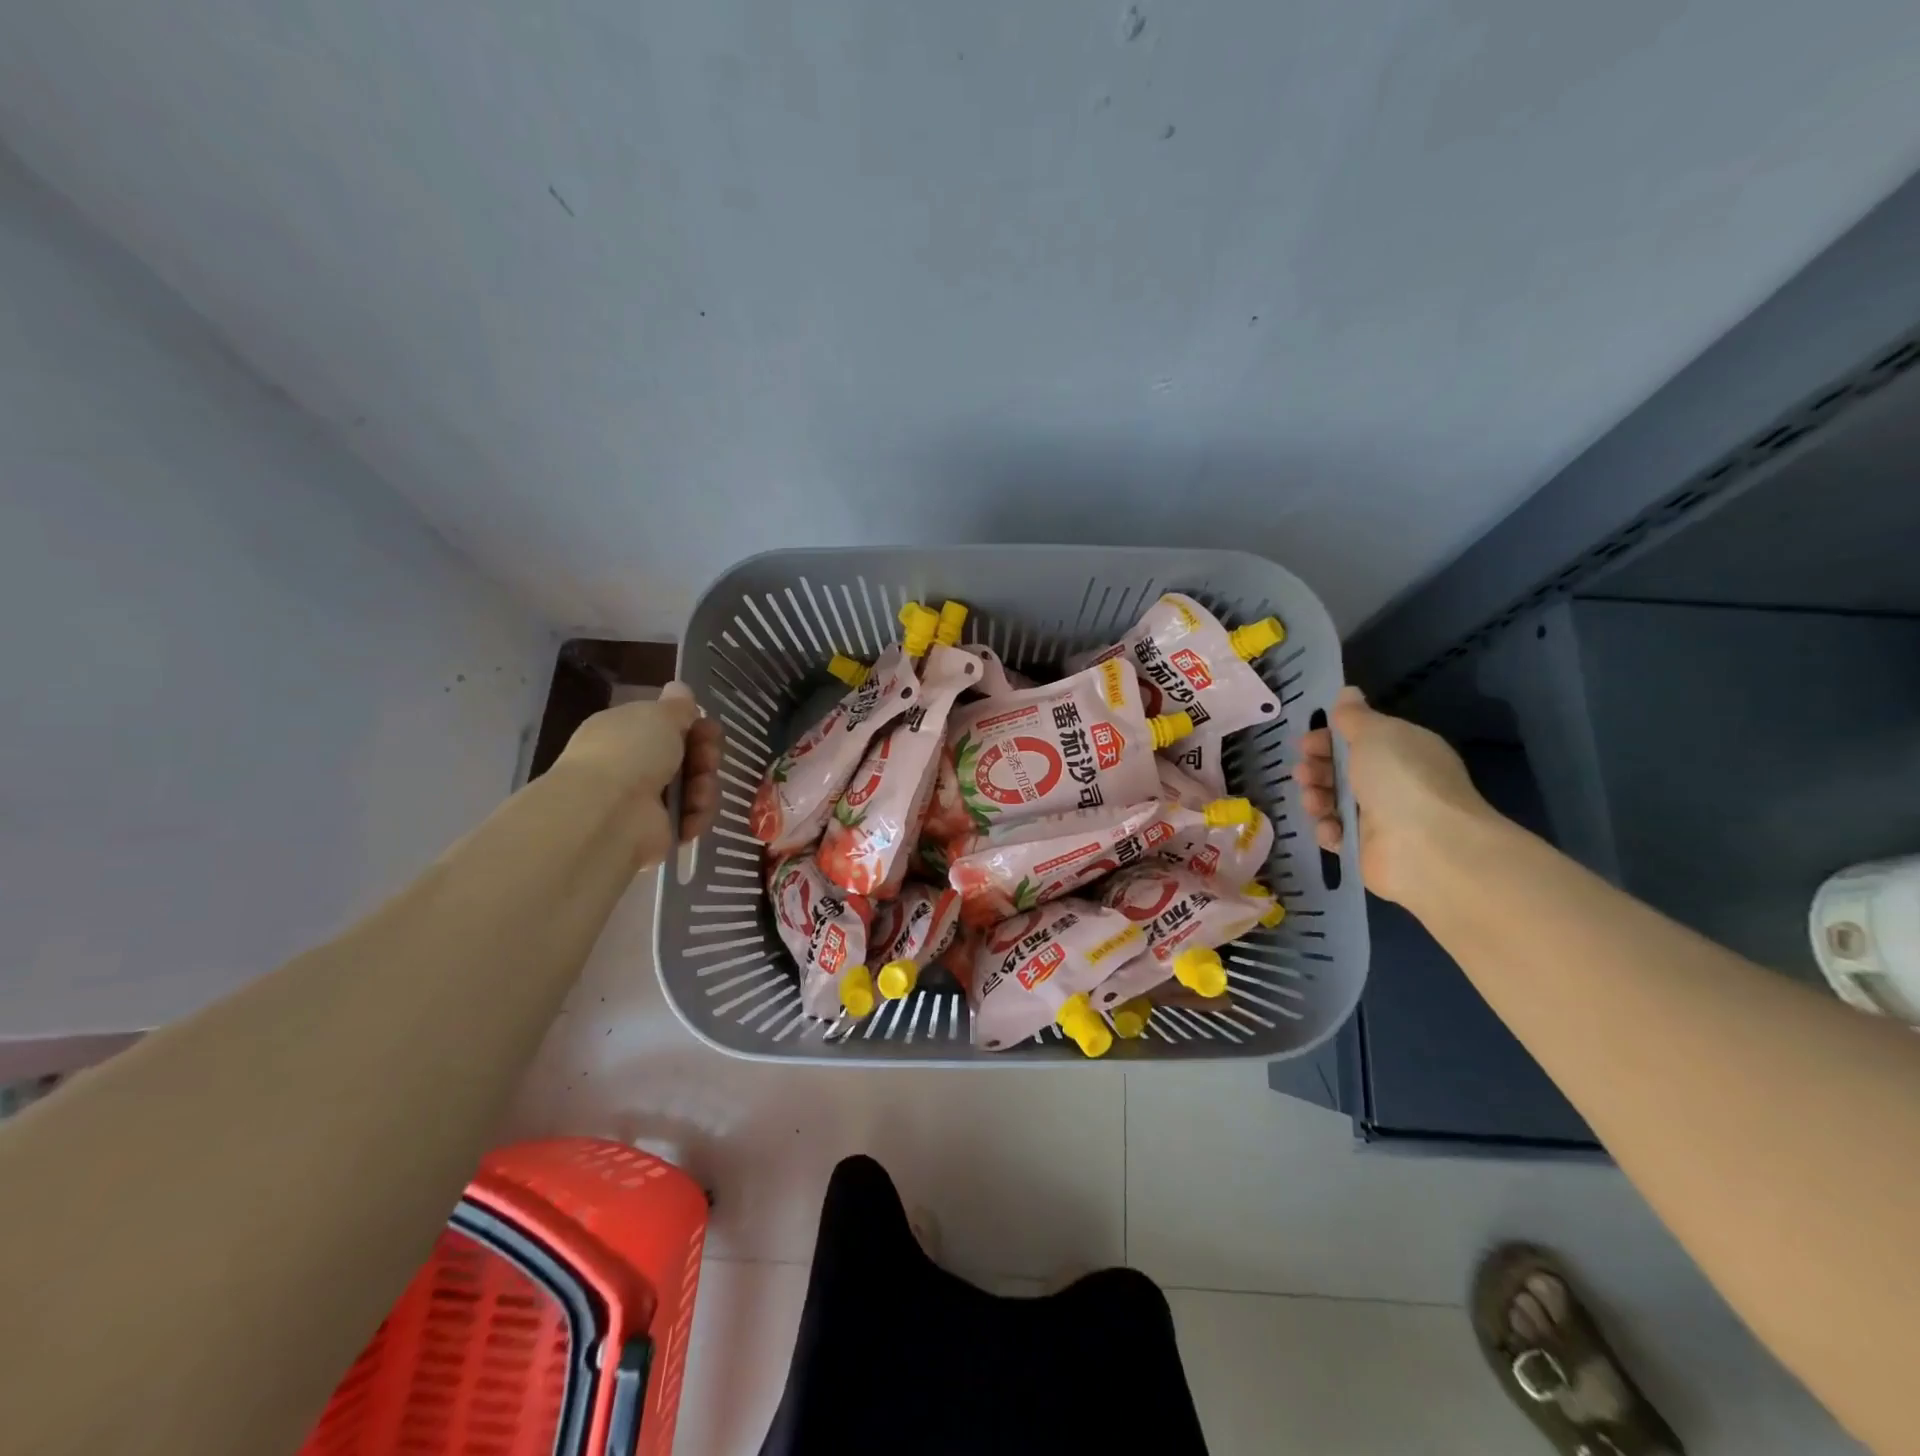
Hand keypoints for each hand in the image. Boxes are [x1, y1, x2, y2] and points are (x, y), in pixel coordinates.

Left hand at [554, 682, 723, 864]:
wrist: (610, 812)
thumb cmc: (631, 752)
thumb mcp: (659, 715)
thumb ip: (677, 706)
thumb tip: (680, 688)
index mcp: (625, 732)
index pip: (666, 726)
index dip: (693, 726)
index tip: (709, 727)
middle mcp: (633, 765)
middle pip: (686, 757)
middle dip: (705, 756)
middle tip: (708, 759)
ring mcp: (645, 800)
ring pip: (694, 787)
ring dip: (704, 786)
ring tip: (698, 792)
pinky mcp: (659, 830)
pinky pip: (692, 817)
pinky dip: (697, 814)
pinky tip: (693, 813)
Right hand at [1291, 686, 1492, 905]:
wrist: (1427, 846)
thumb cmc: (1400, 779)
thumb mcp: (1375, 733)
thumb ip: (1354, 715)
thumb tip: (1347, 692)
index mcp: (1402, 750)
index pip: (1360, 739)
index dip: (1329, 738)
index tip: (1305, 742)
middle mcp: (1394, 782)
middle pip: (1342, 770)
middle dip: (1317, 768)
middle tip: (1303, 772)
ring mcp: (1381, 817)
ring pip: (1334, 801)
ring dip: (1316, 797)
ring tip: (1314, 801)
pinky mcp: (1368, 849)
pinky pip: (1337, 834)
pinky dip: (1328, 829)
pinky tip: (1330, 828)